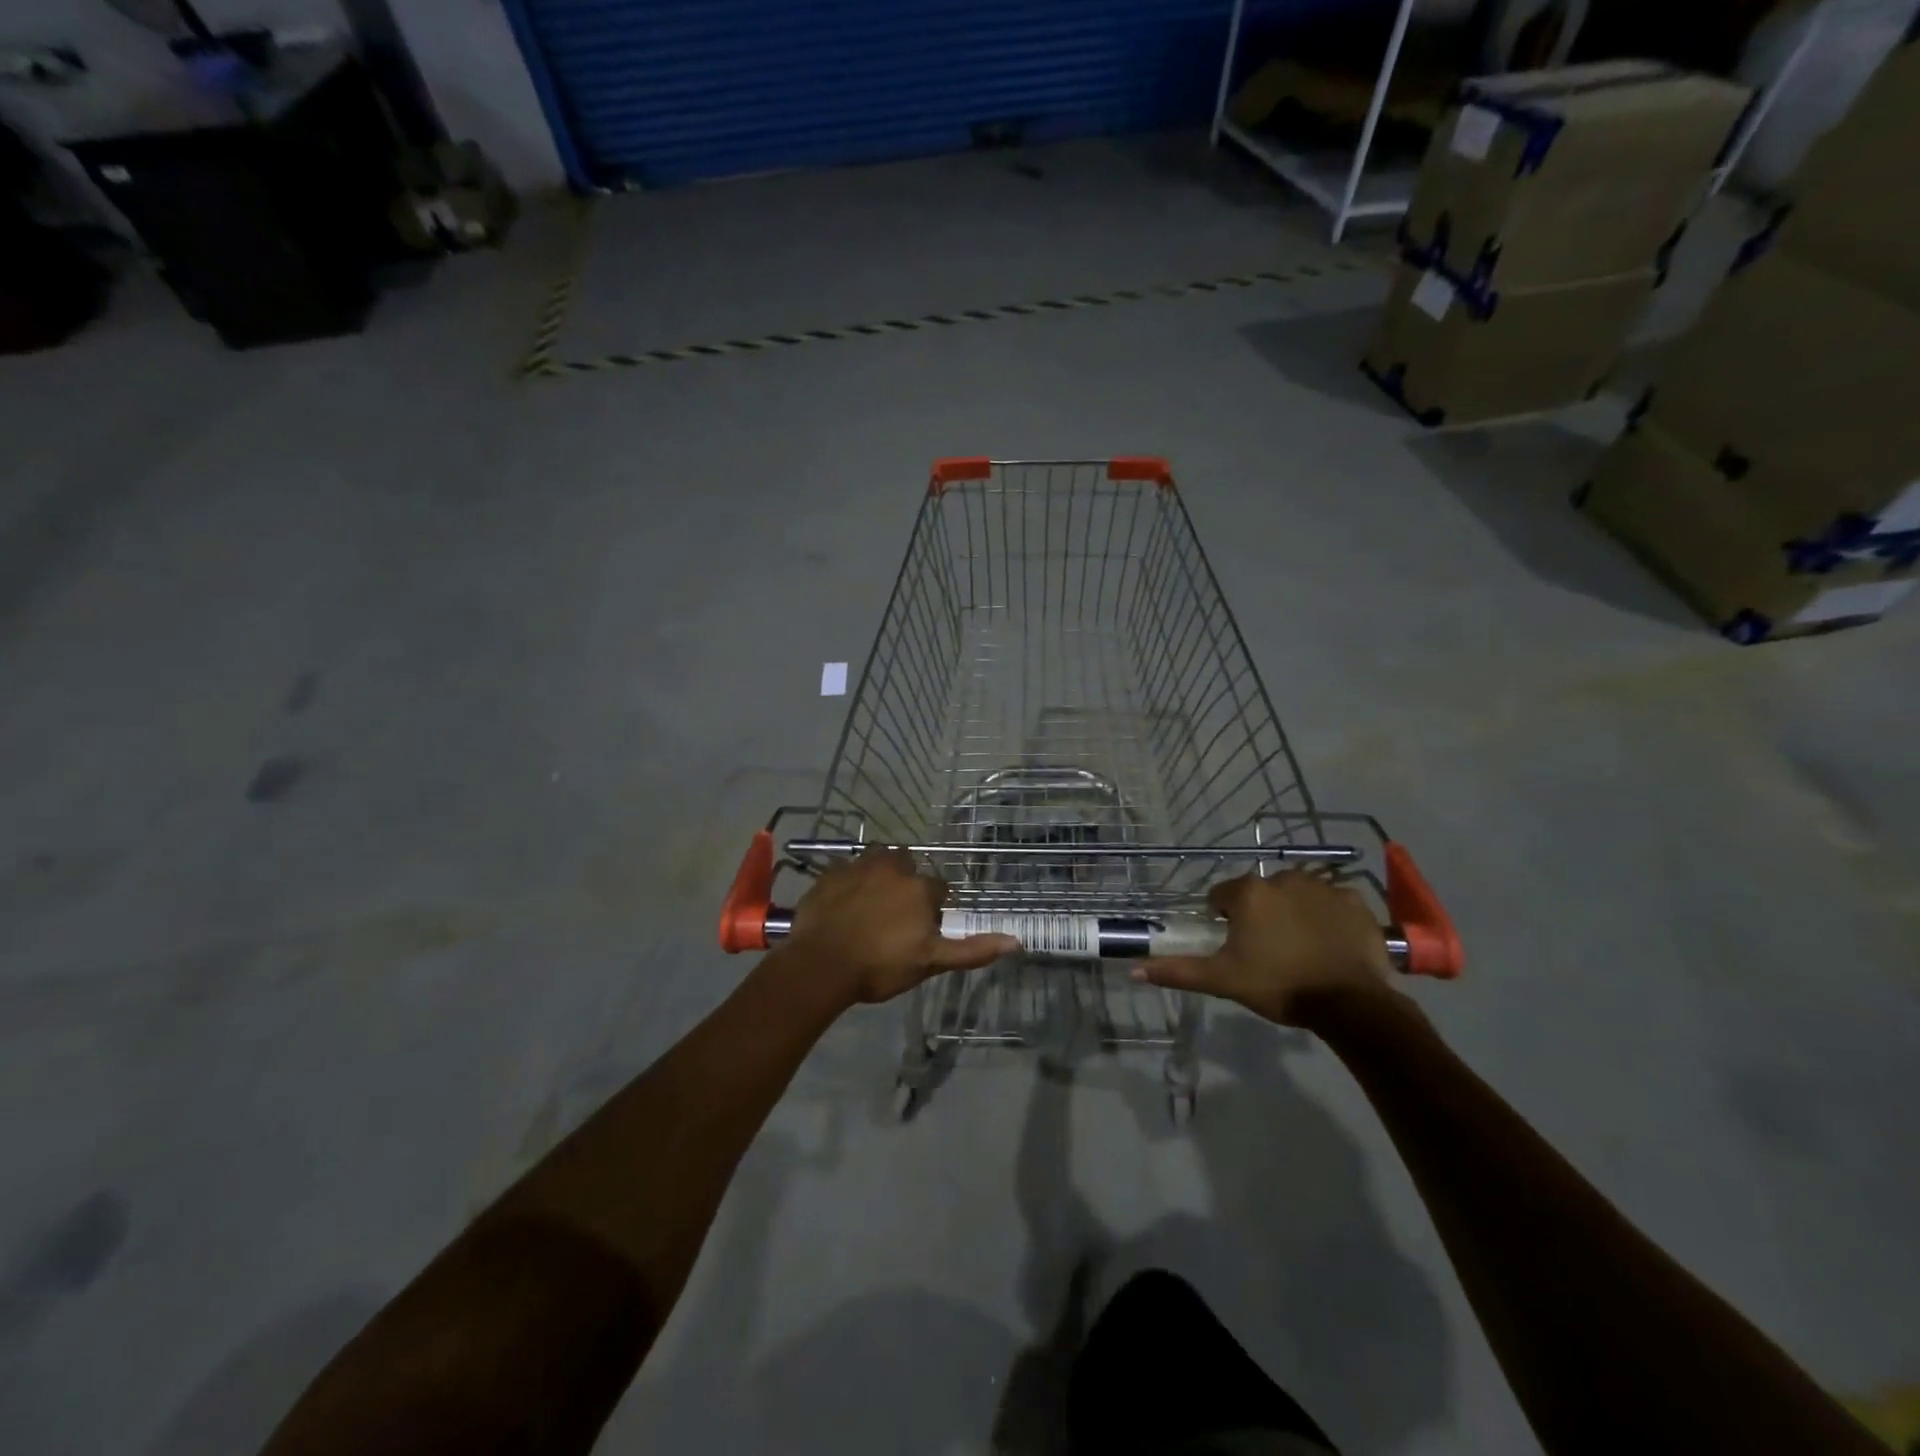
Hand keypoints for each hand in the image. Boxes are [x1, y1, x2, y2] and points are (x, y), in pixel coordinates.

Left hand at [784, 849, 1018, 1005]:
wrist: (820, 965)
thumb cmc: (880, 965)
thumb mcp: (930, 962)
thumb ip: (972, 950)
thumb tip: (1016, 941)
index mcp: (920, 888)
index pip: (939, 890)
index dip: (934, 908)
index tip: (922, 930)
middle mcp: (893, 867)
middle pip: (908, 867)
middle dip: (906, 884)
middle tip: (895, 916)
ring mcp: (859, 867)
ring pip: (877, 862)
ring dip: (879, 876)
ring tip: (870, 906)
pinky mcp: (830, 873)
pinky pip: (846, 871)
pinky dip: (849, 883)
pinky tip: (843, 905)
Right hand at [1133, 871, 1396, 1027]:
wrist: (1352, 1005)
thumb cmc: (1280, 986)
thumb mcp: (1223, 981)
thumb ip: (1178, 970)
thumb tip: (1133, 968)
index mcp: (1249, 893)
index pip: (1222, 896)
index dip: (1224, 921)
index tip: (1236, 947)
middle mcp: (1283, 878)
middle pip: (1260, 893)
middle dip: (1260, 915)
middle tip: (1267, 951)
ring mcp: (1323, 886)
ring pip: (1295, 894)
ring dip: (1292, 912)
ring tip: (1300, 948)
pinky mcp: (1355, 900)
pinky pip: (1332, 902)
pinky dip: (1328, 916)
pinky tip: (1330, 943)